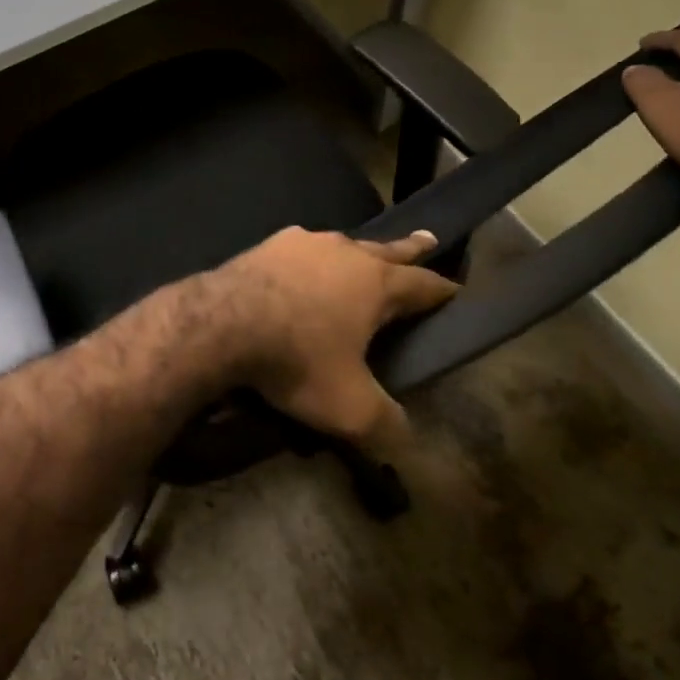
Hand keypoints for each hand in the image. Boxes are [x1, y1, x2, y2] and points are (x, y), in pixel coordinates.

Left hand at [204, 227, 456, 451]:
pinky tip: (303, 266)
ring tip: (362, 255)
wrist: (221, 322)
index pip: (423, 285)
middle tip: (429, 239)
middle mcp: (344, 252)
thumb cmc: (296, 359)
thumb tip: (407, 440)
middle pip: (387, 249)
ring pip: (342, 244)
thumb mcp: (350, 408)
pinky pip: (302, 249)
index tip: (458, 291)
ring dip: (356, 252)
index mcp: (375, 283)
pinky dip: (312, 258)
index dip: (443, 291)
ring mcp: (302, 242)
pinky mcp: (267, 245)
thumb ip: (386, 425)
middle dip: (410, 249)